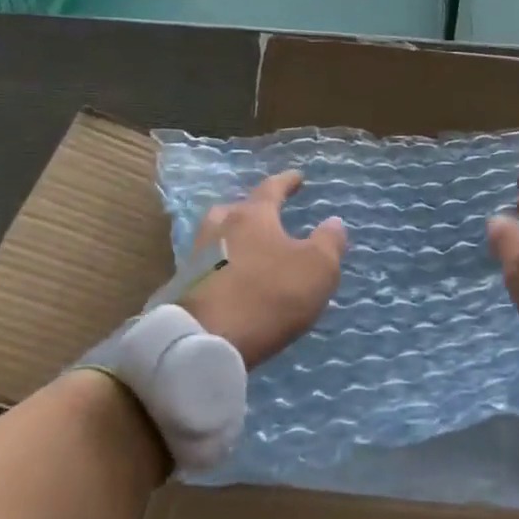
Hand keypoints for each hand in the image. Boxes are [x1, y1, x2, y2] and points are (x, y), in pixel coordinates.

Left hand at [180, 171, 346, 369]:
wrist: (208, 341)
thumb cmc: (269, 295)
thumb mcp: (317, 268)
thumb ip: (329, 242)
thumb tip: (333, 222)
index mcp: (252, 217)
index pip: (271, 189)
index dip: (286, 182)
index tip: (297, 177)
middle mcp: (219, 229)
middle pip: (233, 210)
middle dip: (250, 210)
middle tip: (265, 215)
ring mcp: (197, 259)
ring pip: (216, 238)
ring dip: (233, 239)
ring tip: (249, 249)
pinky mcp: (185, 289)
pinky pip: (209, 268)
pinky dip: (223, 268)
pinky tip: (234, 281)